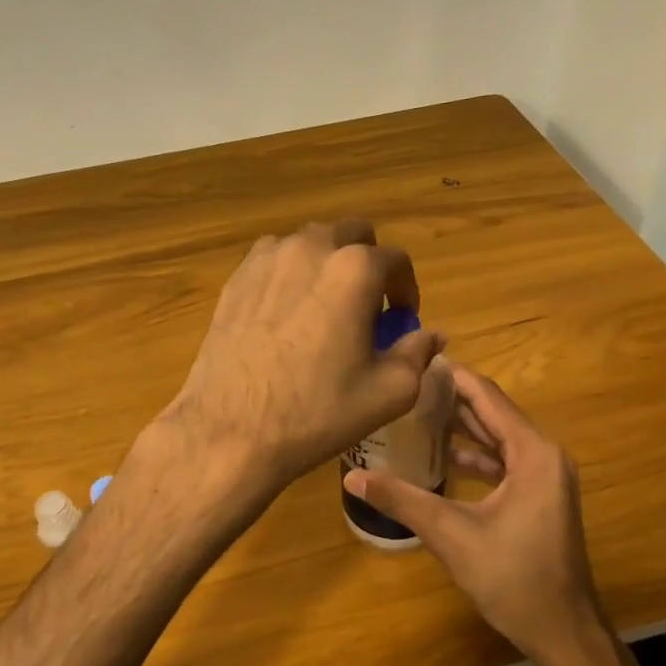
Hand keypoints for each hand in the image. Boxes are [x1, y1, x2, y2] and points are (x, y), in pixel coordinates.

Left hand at [163, 219, 445, 497]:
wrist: (232, 430)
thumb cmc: (318, 412)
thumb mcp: (389, 392)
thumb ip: (417, 353)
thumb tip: (433, 335)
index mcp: (354, 270)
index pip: (395, 260)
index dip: (406, 288)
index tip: (402, 317)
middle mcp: (310, 248)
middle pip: (351, 234)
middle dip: (367, 262)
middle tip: (367, 305)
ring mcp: (266, 259)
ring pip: (309, 242)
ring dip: (326, 264)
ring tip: (324, 307)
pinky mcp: (235, 278)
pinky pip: (273, 260)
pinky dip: (290, 274)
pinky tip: (286, 314)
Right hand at [344, 367, 607, 665]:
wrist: (562, 632)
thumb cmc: (512, 578)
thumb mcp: (451, 535)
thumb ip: (402, 500)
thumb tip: (351, 477)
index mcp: (532, 453)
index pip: (487, 397)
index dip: (452, 376)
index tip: (415, 361)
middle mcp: (545, 454)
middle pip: (494, 412)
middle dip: (452, 398)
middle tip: (407, 386)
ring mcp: (546, 476)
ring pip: (499, 437)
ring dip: (463, 426)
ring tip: (416, 413)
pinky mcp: (540, 496)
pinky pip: (505, 460)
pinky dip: (476, 454)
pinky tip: (443, 457)